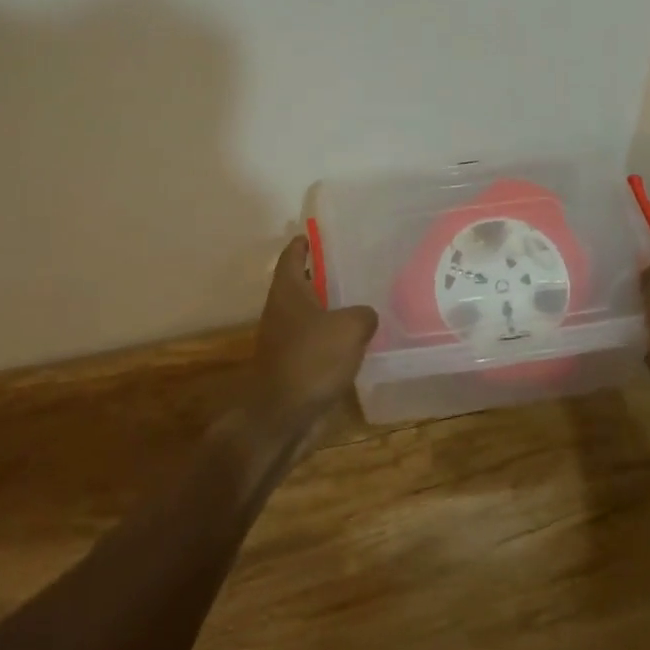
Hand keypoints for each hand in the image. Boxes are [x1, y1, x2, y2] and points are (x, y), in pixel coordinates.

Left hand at [245, 235, 379, 425]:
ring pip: (312, 316)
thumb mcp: (349, 327)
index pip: (292, 255)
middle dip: (324, 275)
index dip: (305, 242)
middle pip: (302, 284)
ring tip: (364, 302)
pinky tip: (359, 342)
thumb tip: (366, 315)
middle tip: (356, 267)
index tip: (320, 234)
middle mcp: (282, 311)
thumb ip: (363, 313)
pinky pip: (318, 344)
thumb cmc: (312, 359)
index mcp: (288, 291)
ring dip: (332, 310)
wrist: (284, 416)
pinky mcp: (295, 367)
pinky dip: (334, 340)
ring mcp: (286, 341)